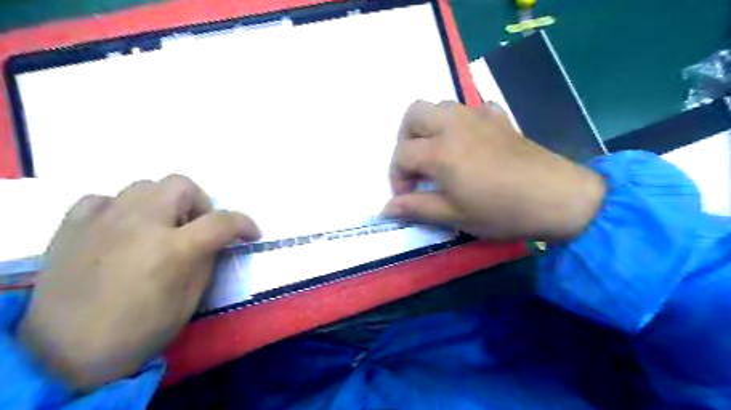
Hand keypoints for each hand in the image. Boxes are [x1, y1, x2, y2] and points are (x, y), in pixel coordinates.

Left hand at [18, 172, 263, 390]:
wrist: (66, 352)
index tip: (251, 233)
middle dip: (200, 203)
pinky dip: (122, 209)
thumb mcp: (191, 298)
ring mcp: (103, 219)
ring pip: (145, 185)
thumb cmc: (141, 329)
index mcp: (173, 248)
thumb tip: (215, 240)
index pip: (222, 220)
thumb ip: (207, 259)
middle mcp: (140, 223)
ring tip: (160, 228)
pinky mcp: (73, 224)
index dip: (245, 224)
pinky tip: (122, 230)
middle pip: (182, 185)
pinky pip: (105, 199)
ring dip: (164, 203)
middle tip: (196, 227)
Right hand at [383, 100, 606, 239]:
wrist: (557, 198)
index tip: (406, 196)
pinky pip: (473, 108)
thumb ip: (416, 208)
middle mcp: (454, 125)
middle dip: (405, 138)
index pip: (402, 154)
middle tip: (415, 164)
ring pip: (441, 105)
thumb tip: (385, 209)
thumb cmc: (501, 211)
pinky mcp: (500, 119)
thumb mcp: (454, 216)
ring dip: (430, 126)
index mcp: (440, 151)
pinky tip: (469, 141)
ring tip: (438, 153)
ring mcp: (479, 117)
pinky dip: (462, 121)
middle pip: (414, 113)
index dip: (397, 177)